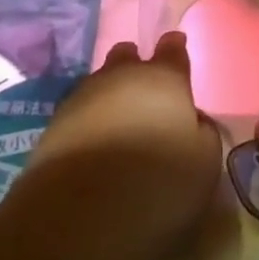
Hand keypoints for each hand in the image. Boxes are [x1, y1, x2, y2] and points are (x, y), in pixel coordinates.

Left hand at [23, 31, 221, 259]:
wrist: (78, 214)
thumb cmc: (156, 182)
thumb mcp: (204, 164)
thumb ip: (203, 133)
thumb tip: (193, 121)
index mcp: (164, 79)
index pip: (173, 49)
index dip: (175, 48)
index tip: (176, 45)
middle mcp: (122, 76)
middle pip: (129, 56)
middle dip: (136, 64)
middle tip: (145, 88)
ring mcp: (83, 96)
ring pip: (100, 82)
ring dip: (110, 95)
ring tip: (119, 120)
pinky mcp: (54, 125)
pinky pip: (79, 112)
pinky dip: (89, 122)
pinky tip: (94, 144)